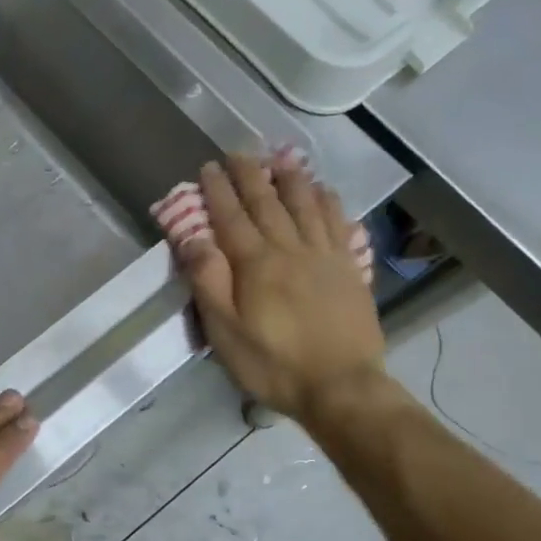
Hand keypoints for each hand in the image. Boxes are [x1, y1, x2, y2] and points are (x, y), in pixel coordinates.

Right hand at [177, 154, 386, 421]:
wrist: (341, 387)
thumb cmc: (273, 364)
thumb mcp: (225, 332)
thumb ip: (208, 281)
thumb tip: (192, 238)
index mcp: (256, 264)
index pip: (231, 217)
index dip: (218, 191)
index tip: (208, 167)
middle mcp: (290, 249)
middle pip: (268, 203)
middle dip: (250, 175)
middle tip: (238, 153)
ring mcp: (324, 256)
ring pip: (306, 205)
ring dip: (290, 178)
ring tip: (280, 158)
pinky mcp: (348, 269)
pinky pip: (337, 224)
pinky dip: (328, 202)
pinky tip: (323, 191)